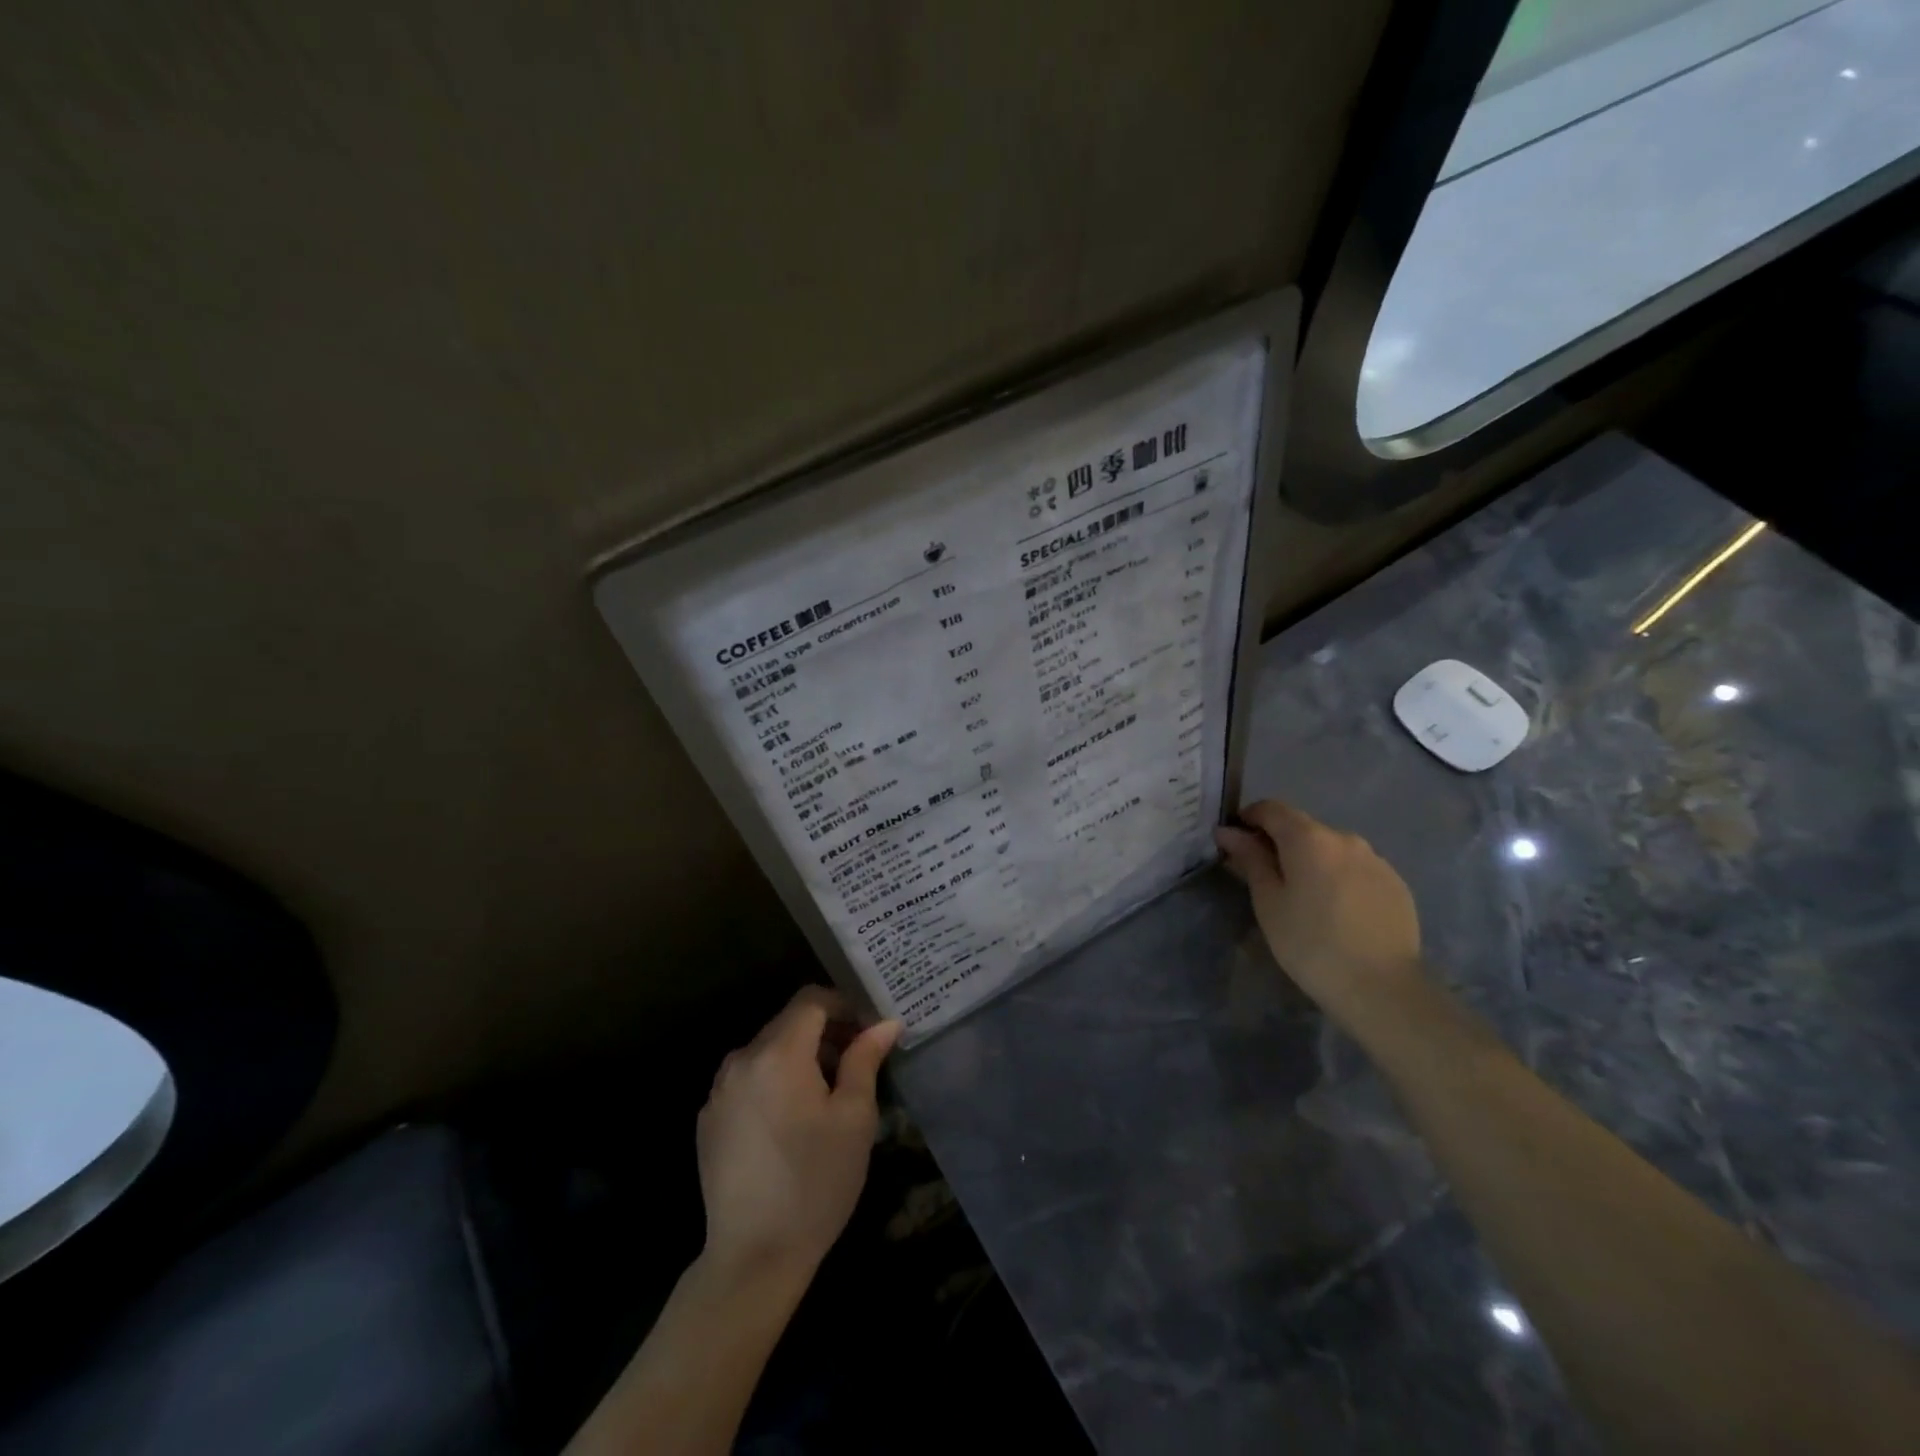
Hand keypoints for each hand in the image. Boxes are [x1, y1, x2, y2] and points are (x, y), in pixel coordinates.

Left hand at [696, 986, 901, 1284]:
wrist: (752, 1258)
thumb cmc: (816, 1182)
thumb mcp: (854, 1118)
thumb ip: (866, 1059)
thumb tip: (885, 1023)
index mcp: (778, 1053)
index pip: (811, 1000)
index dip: (843, 1005)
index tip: (867, 1031)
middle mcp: (741, 1060)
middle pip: (788, 1023)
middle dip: (824, 1033)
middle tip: (856, 1063)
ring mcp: (719, 1090)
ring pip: (767, 1050)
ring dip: (799, 1057)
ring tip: (826, 1095)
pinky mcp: (708, 1119)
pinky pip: (747, 1079)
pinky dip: (773, 1081)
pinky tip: (790, 1123)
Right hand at [1215, 800, 1422, 1018]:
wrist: (1382, 989)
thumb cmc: (1310, 944)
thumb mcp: (1268, 902)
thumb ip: (1250, 859)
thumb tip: (1228, 831)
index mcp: (1309, 838)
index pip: (1272, 809)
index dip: (1249, 819)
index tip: (1235, 843)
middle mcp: (1346, 838)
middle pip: (1303, 828)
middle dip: (1280, 844)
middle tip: (1265, 878)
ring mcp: (1377, 860)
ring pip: (1332, 850)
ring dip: (1312, 861)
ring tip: (1304, 899)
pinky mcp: (1397, 885)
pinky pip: (1357, 870)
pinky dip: (1340, 879)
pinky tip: (1337, 912)